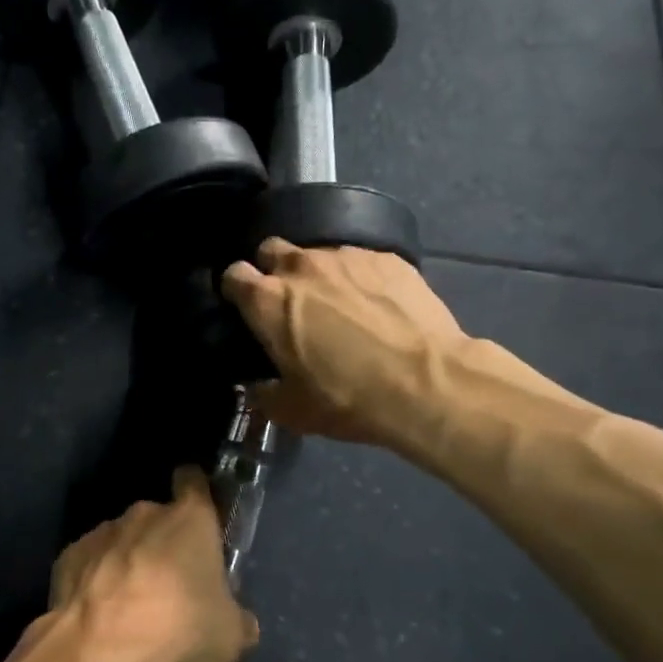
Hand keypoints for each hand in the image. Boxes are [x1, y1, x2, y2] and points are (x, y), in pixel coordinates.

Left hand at [49, 467, 258, 661]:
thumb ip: (237, 619)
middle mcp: (146, 513)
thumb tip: (242, 624)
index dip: (196, 490)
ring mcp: (103, 531)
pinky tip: (99, 614)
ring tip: (129, 607)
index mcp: (190, 519)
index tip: (198, 510)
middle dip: (163, 544)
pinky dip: (95, 581)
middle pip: (158, 518)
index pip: (193, 481)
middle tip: (170, 585)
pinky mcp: (69, 555)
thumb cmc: (179, 629)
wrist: (100, 648)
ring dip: (128, 563)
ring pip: (122, 540)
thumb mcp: (230, 636)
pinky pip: (90, 563)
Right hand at [221, 239, 471, 449]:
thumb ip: (265, 394)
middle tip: (290, 302)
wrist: (428, 383)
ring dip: (319, 275)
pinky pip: (360, 261)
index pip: (233, 275)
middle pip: (271, 250)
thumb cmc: (349, 399)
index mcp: (268, 300)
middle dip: (273, 270)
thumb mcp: (294, 411)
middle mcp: (301, 266)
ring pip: (318, 254)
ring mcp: (346, 256)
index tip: (246, 308)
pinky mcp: (386, 258)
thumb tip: (258, 387)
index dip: (237, 291)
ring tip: (341, 305)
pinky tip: (378, 304)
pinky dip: (359, 278)